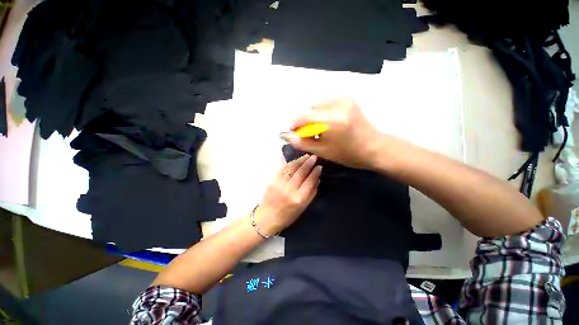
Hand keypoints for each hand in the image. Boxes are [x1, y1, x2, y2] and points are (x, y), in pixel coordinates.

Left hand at [254, 154, 321, 234]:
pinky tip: (296, 161)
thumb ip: (312, 193)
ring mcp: (280, 184)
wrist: (267, 217)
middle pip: (301, 172)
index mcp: (299, 198)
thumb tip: (317, 179)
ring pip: (292, 168)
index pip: (310, 181)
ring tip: (306, 156)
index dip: (315, 172)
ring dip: (300, 160)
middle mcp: (289, 190)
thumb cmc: (288, 215)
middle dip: (309, 163)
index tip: (319, 166)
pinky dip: (290, 164)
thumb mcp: (303, 208)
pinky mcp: (272, 181)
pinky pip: (283, 169)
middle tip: (314, 157)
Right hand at [281, 98, 386, 168]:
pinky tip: (331, 121)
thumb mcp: (323, 151)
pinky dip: (325, 111)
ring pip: (319, 104)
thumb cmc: (348, 154)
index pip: (304, 117)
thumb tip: (286, 136)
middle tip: (313, 133)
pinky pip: (328, 102)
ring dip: (316, 115)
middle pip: (311, 109)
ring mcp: (345, 100)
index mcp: (332, 121)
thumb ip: (302, 142)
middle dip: (307, 121)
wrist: (374, 148)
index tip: (295, 132)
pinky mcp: (349, 99)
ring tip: (324, 127)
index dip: (296, 124)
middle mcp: (338, 106)